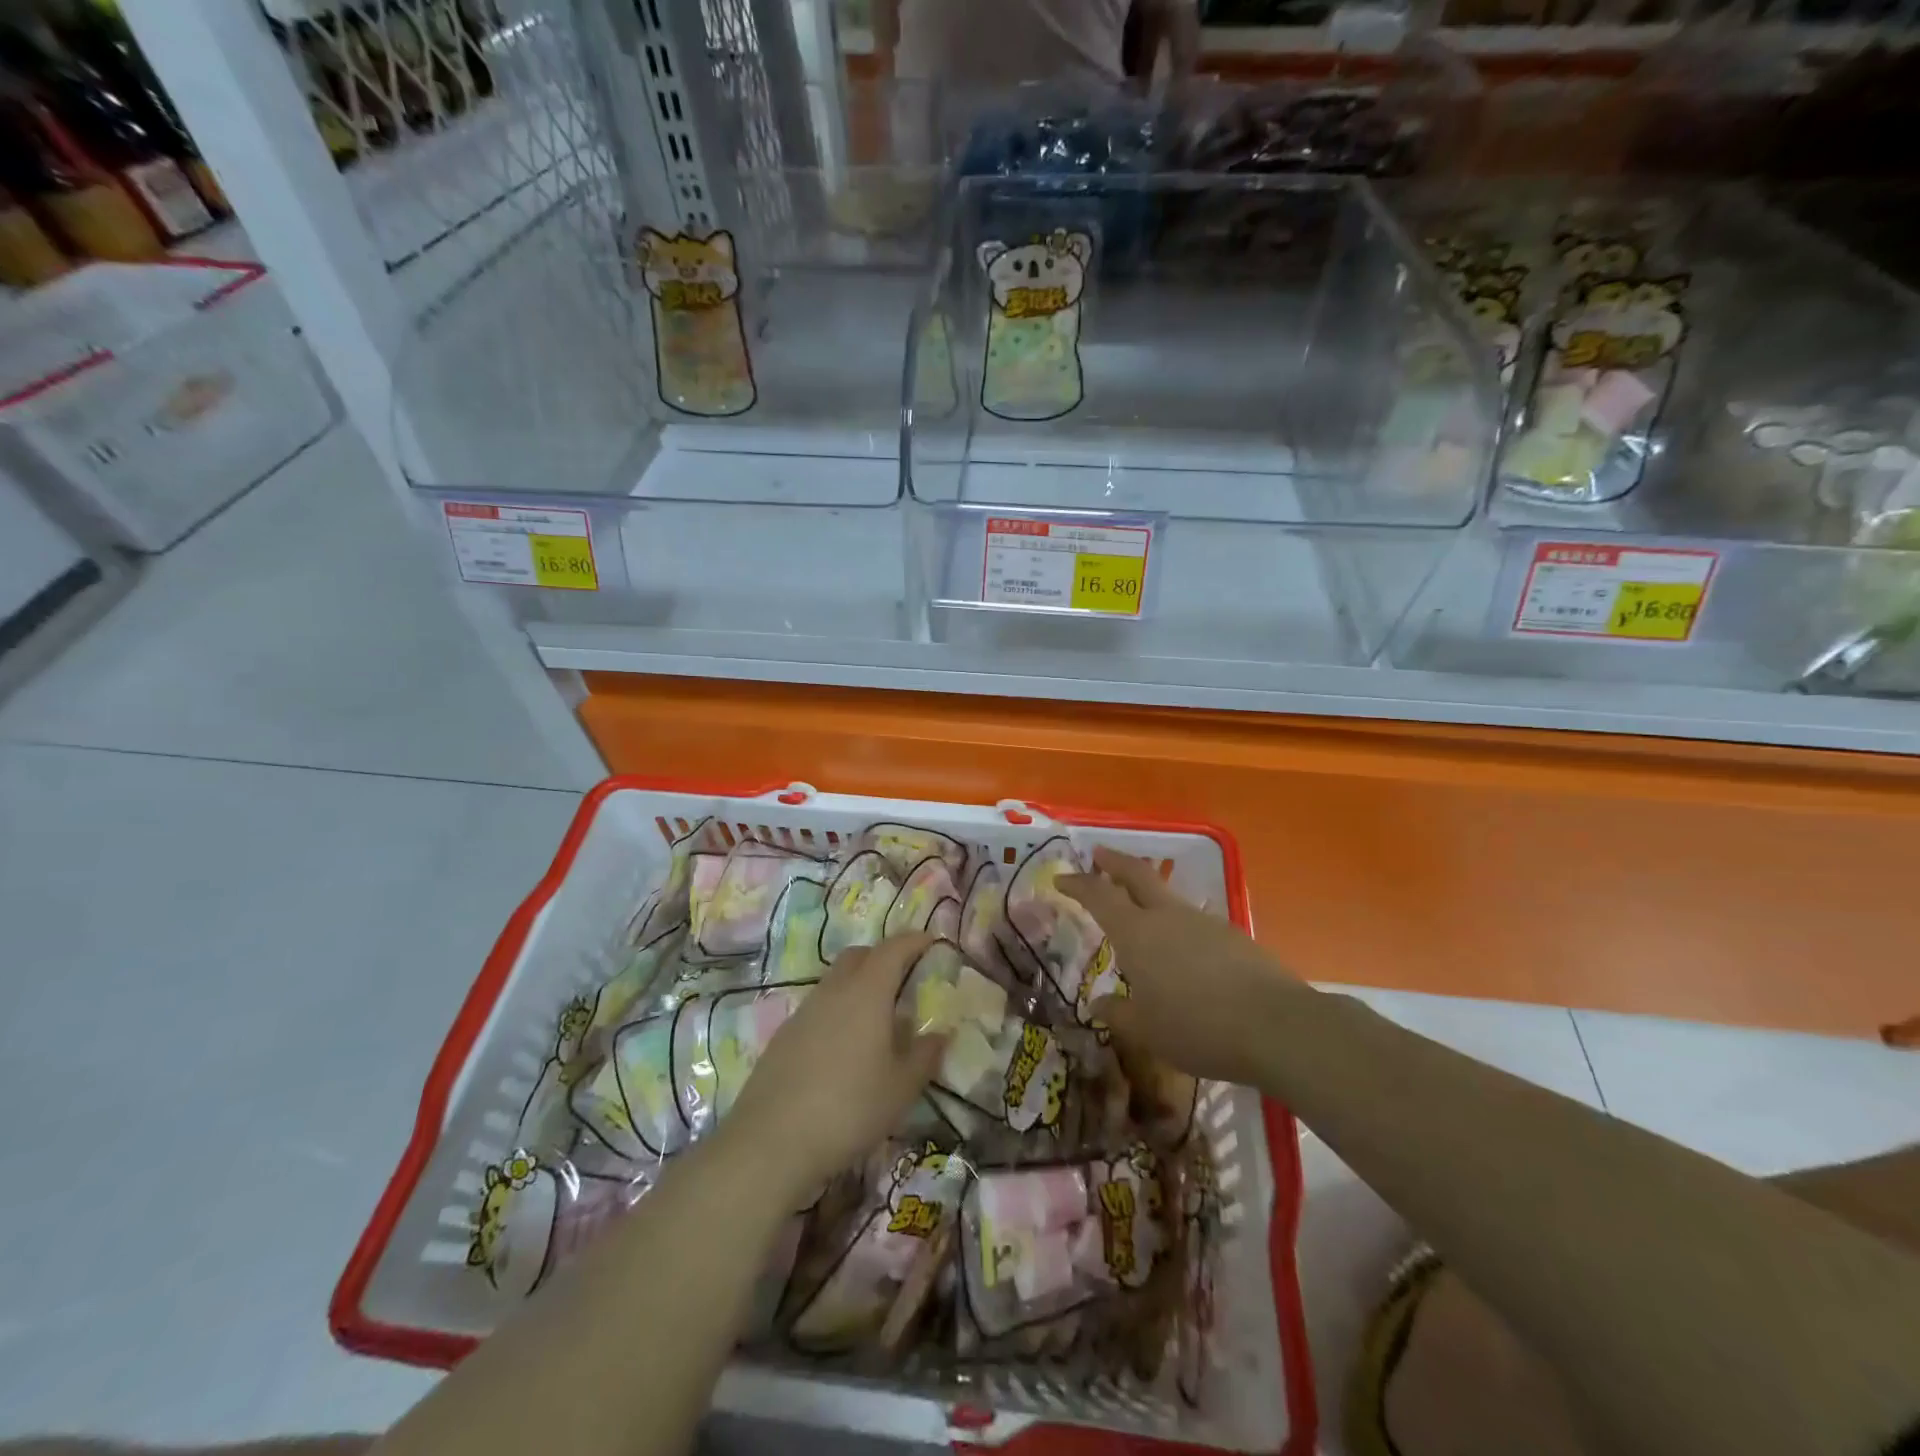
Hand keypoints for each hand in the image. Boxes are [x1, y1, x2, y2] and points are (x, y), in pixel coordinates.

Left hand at [725, 933, 945, 1196]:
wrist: (770, 1142)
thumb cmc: (849, 1109)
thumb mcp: (901, 1088)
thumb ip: (925, 1055)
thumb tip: (939, 1034)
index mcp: (867, 992)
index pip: (893, 949)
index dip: (914, 941)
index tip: (931, 943)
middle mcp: (834, 990)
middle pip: (859, 955)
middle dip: (884, 957)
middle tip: (904, 980)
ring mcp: (804, 1010)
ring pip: (835, 980)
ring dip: (858, 985)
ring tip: (877, 1020)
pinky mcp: (784, 1035)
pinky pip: (818, 1006)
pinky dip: (837, 1010)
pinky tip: (844, 1047)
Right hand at [1060, 848, 1298, 1086]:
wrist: (1276, 1026)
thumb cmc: (1197, 1027)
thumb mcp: (1147, 1031)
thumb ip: (1119, 1014)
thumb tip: (1099, 1004)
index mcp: (1137, 933)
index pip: (1099, 896)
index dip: (1078, 884)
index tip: (1061, 878)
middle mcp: (1168, 916)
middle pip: (1136, 875)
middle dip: (1113, 861)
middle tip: (1097, 853)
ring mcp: (1204, 922)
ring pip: (1167, 897)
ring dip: (1147, 894)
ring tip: (1138, 911)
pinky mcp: (1233, 937)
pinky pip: (1193, 922)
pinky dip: (1176, 924)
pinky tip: (1181, 951)